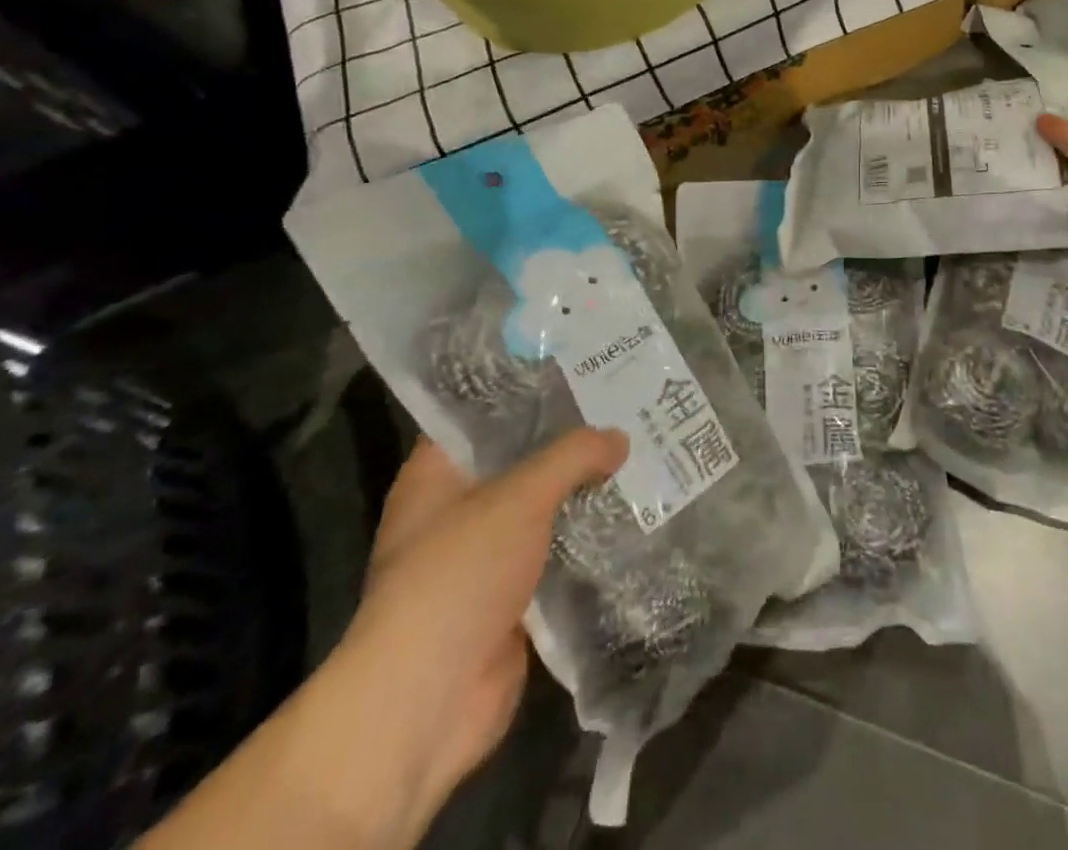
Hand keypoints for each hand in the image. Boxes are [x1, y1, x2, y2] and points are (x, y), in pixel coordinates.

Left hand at [322, 429, 627, 841]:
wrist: (428, 701)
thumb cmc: (458, 576)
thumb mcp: (519, 497)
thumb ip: (572, 457)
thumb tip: (620, 437)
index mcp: (436, 475)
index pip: (483, 413)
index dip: (527, 389)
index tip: (579, 367)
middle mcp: (456, 510)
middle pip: (520, 460)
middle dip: (569, 439)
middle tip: (623, 405)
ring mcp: (483, 557)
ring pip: (543, 507)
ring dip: (584, 490)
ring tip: (639, 450)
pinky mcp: (511, 597)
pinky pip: (556, 552)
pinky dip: (588, 537)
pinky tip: (633, 510)